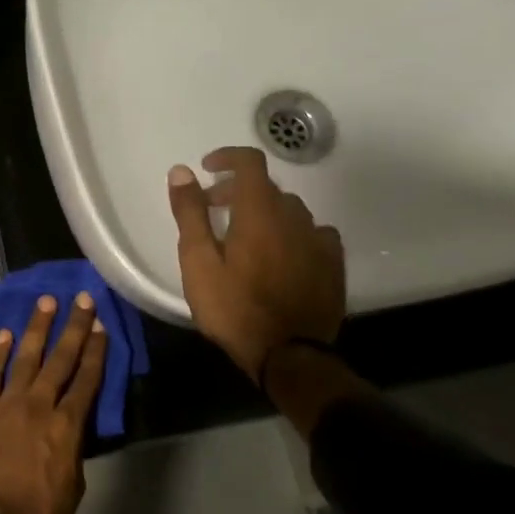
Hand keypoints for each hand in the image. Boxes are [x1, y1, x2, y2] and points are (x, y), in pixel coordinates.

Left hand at [0, 293, 108, 513]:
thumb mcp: (73, 486)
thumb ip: (73, 449)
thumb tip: (70, 429)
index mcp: (67, 427)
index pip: (88, 380)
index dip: (97, 352)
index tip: (102, 326)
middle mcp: (38, 406)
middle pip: (60, 359)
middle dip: (74, 327)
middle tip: (83, 299)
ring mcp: (5, 406)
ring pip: (25, 357)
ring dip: (37, 328)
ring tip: (46, 302)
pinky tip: (5, 333)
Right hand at [168, 146, 345, 378]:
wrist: (289, 356)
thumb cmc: (235, 309)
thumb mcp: (199, 263)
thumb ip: (191, 214)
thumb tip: (182, 171)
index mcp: (259, 212)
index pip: (250, 162)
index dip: (227, 157)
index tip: (207, 169)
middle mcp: (294, 216)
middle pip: (266, 188)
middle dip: (237, 191)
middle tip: (213, 210)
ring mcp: (318, 240)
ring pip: (289, 210)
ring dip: (265, 212)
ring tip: (244, 237)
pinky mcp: (332, 264)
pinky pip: (313, 233)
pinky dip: (292, 233)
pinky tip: (283, 254)